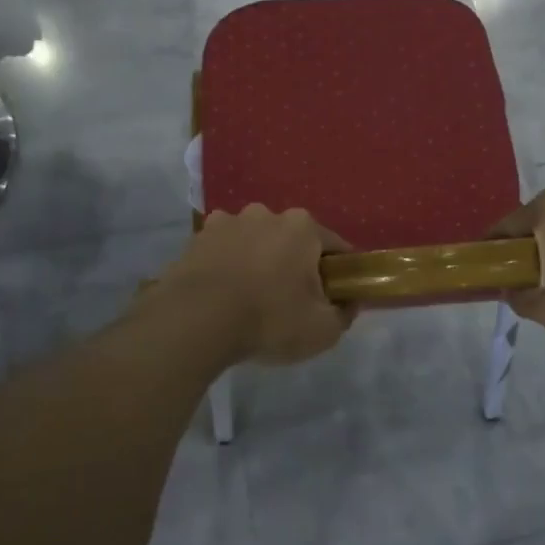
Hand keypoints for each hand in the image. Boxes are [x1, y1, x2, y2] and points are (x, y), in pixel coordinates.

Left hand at [158, 205, 354, 365]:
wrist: (196, 321)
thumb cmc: (269, 319)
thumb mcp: (323, 330)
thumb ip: (344, 314)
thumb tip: (348, 303)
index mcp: (303, 227)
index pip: (334, 246)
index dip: (339, 272)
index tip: (335, 296)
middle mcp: (266, 214)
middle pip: (291, 240)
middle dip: (295, 264)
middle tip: (291, 301)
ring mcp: (228, 222)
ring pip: (254, 241)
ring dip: (258, 260)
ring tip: (251, 297)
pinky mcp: (197, 238)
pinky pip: (223, 250)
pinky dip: (227, 265)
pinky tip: (223, 292)